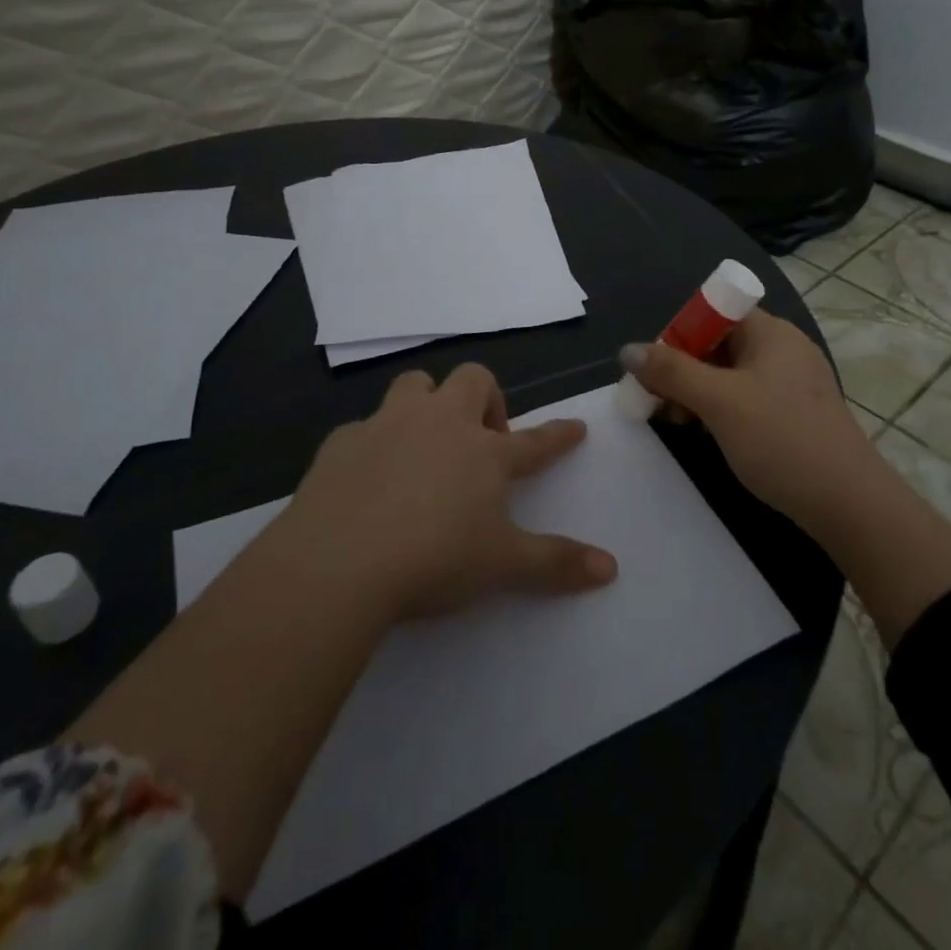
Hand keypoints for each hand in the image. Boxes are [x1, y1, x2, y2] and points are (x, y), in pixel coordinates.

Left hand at [280, 364, 617, 621]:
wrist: (339, 561)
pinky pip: (365, 427)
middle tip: (483, 440)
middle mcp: (441, 423)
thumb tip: (611, 568)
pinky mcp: (343, 441)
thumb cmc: (434, 559)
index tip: (576, 428)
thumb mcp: (503, 566)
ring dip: (428, 402)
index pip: (535, 439)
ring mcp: (389, 425)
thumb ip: (557, 564)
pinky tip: (369, 474)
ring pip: (416, 385)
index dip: (558, 435)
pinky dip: (375, 442)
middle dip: (486, 398)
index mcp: (485, 453)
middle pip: (473, 381)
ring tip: (426, 439)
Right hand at [621, 309, 877, 530]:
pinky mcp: (795, 414)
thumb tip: (628, 350)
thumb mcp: (718, 401)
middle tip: (656, 401)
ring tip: (674, 422)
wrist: (848, 503)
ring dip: (697, 392)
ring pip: (730, 374)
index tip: (655, 368)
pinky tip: (706, 434)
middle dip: (682, 368)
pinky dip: (720, 409)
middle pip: (718, 343)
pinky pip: (747, 398)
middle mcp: (783, 349)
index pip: (714, 312)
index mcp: (770, 332)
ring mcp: (792, 383)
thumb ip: (671, 372)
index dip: (679, 333)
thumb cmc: (781, 439)